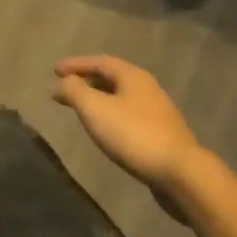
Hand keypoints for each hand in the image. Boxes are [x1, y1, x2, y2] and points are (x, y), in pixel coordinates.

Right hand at [52, 55, 203, 197]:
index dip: (76, 64)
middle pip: (112, 78)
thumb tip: (63, 82)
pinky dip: (112, 116)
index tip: (54, 70)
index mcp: (133, 76)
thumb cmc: (133, 134)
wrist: (182, 174)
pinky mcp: (163, 136)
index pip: (99, 61)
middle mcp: (148, 88)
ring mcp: (158, 113)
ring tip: (82, 109)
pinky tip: (106, 130)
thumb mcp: (94, 108)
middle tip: (65, 88)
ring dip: (99, 99)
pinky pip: (130, 116)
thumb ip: (74, 90)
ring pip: (122, 98)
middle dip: (87, 81)